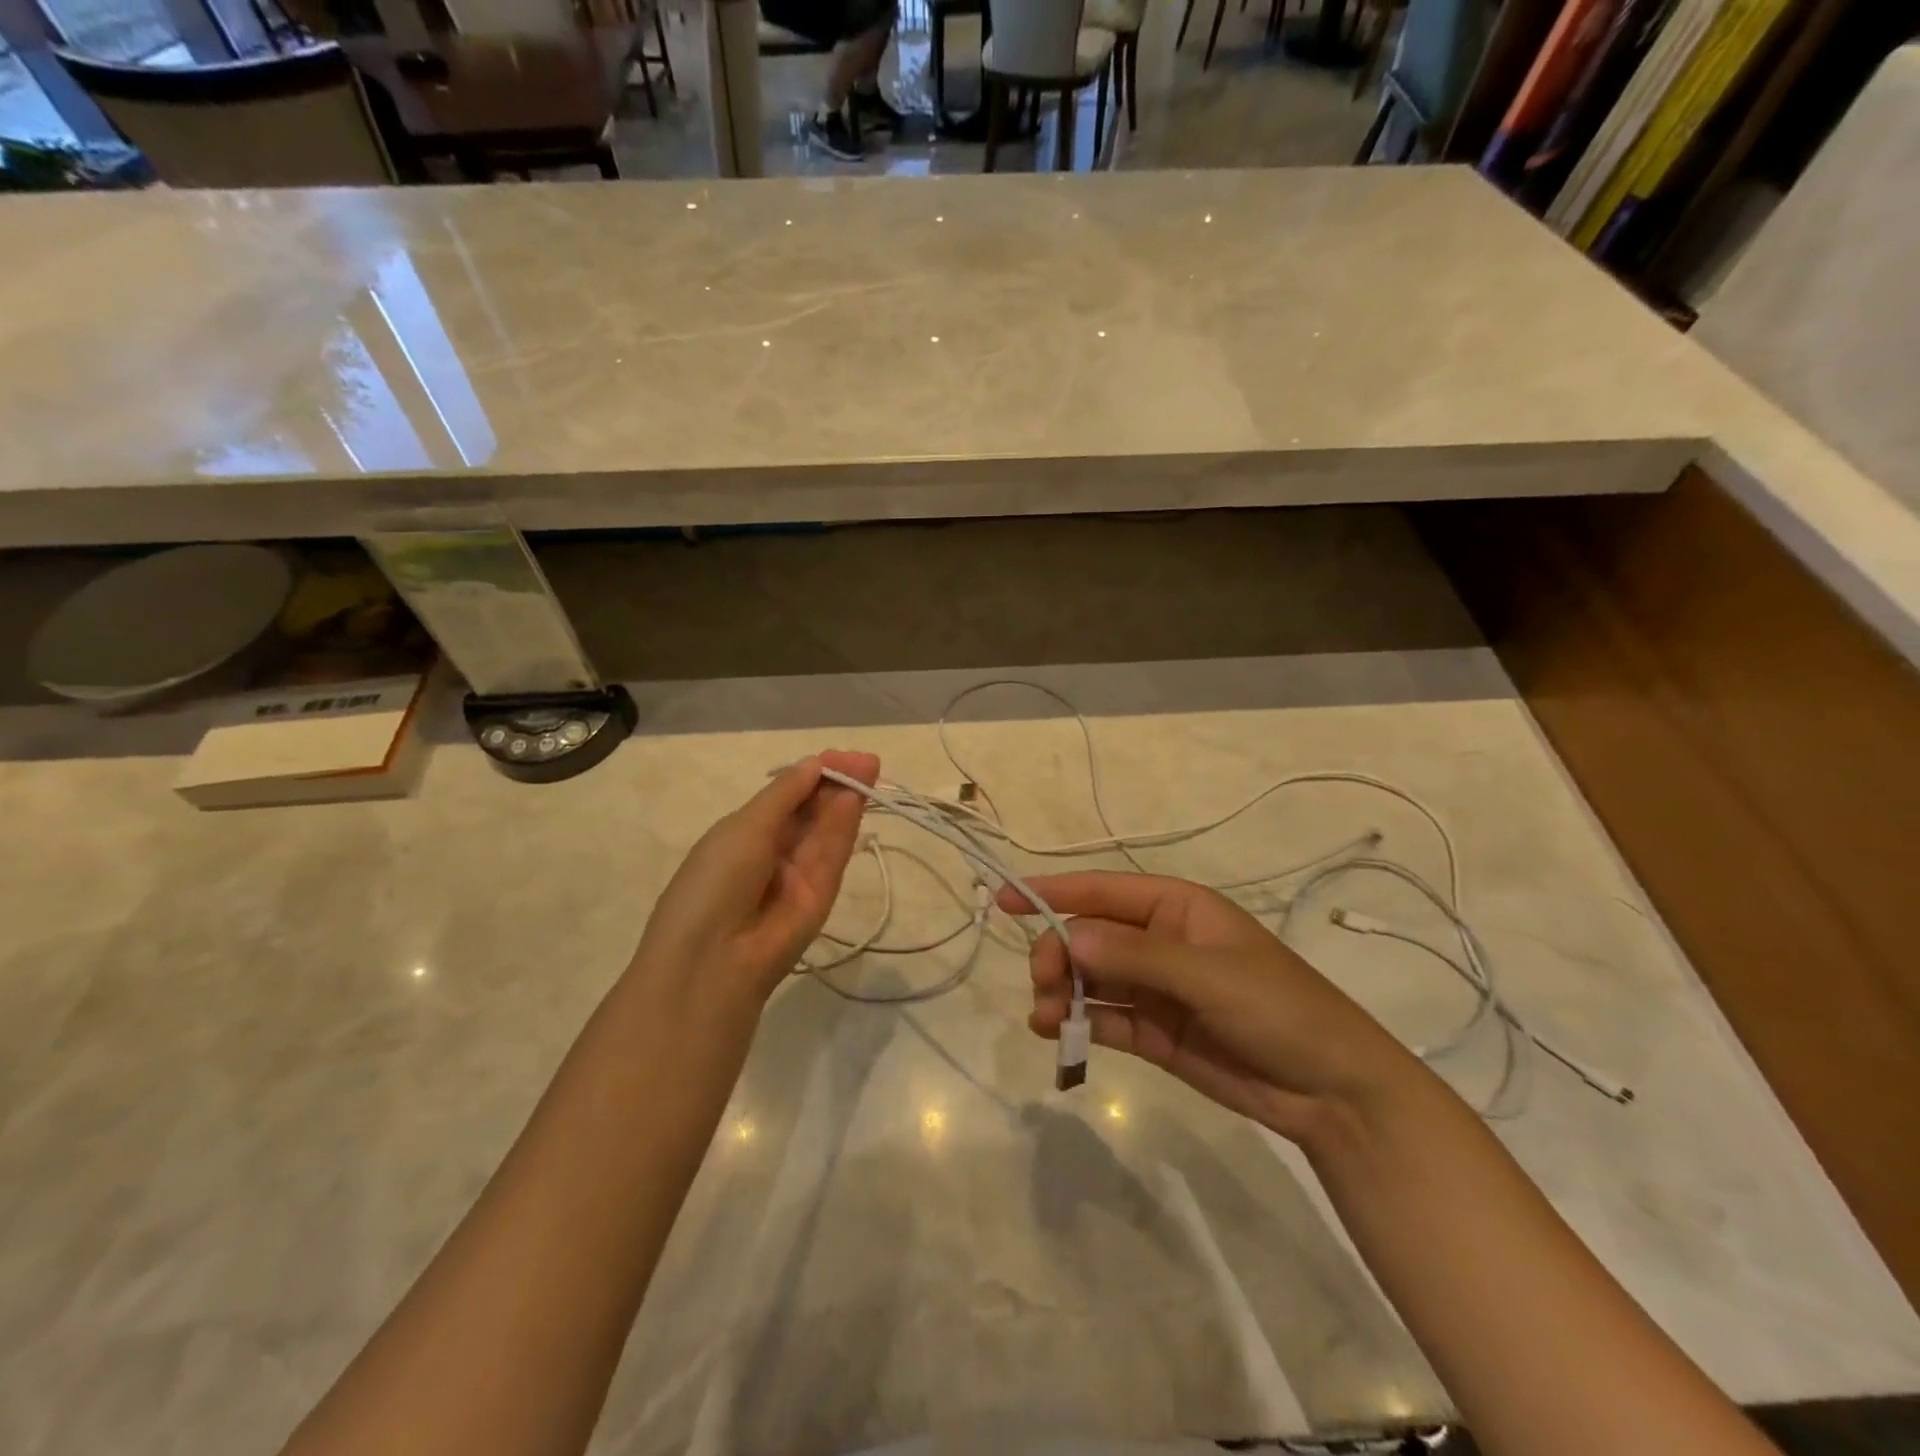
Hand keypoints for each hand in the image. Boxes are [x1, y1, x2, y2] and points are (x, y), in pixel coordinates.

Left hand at [634, 751, 879, 1001]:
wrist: (713, 959)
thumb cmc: (714, 882)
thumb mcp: (744, 827)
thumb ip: (785, 795)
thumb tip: (815, 764)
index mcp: (745, 832)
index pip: (787, 796)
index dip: (814, 774)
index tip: (841, 756)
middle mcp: (774, 850)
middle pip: (812, 810)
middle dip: (837, 782)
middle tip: (867, 761)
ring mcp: (800, 873)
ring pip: (827, 829)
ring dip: (846, 800)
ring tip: (869, 770)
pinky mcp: (822, 895)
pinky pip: (833, 854)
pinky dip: (845, 827)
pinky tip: (856, 799)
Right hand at [999, 872, 1420, 1143]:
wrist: (1331, 1090)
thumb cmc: (1278, 1009)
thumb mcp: (1210, 975)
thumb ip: (1138, 958)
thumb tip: (1069, 939)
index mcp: (1177, 909)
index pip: (1103, 890)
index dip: (1053, 890)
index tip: (1004, 899)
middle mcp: (1159, 941)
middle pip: (1090, 936)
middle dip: (1059, 954)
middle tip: (1045, 982)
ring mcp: (1154, 988)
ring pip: (1091, 979)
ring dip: (1062, 993)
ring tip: (1045, 1017)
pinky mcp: (1153, 1031)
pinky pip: (1104, 1019)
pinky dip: (1078, 1024)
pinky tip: (1056, 1034)